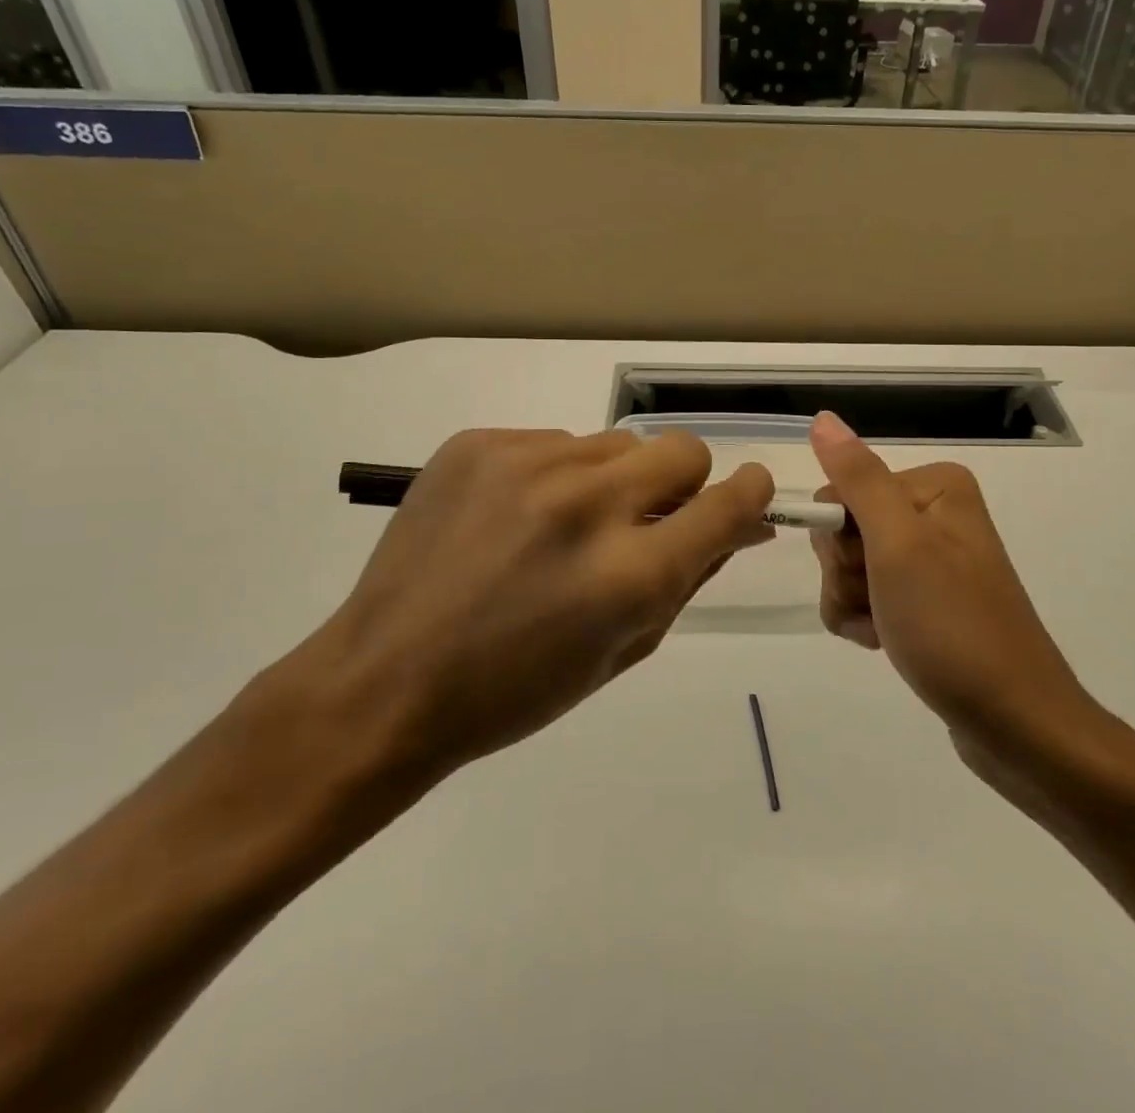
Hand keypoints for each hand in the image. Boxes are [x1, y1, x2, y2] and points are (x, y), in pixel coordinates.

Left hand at [295, 429, 775, 797]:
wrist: (385, 680)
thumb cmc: (515, 691)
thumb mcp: (623, 650)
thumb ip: (689, 578)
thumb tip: (741, 525)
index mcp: (630, 574)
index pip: (728, 503)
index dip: (749, 496)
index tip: (746, 496)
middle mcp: (587, 504)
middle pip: (681, 449)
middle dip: (681, 483)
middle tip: (644, 520)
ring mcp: (528, 464)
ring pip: (616, 443)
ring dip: (613, 480)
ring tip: (564, 526)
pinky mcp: (480, 443)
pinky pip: (554, 443)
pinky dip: (554, 476)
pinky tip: (514, 518)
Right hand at [807, 412, 1098, 759]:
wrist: (1014, 722)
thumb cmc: (952, 625)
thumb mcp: (898, 545)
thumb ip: (858, 479)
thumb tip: (823, 417)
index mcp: (933, 487)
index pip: (842, 492)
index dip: (840, 538)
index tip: (867, 570)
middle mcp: (934, 513)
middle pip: (845, 529)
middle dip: (846, 574)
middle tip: (880, 604)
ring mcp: (932, 559)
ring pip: (850, 567)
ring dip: (852, 603)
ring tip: (885, 633)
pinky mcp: (928, 599)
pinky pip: (869, 596)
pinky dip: (865, 621)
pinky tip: (886, 643)